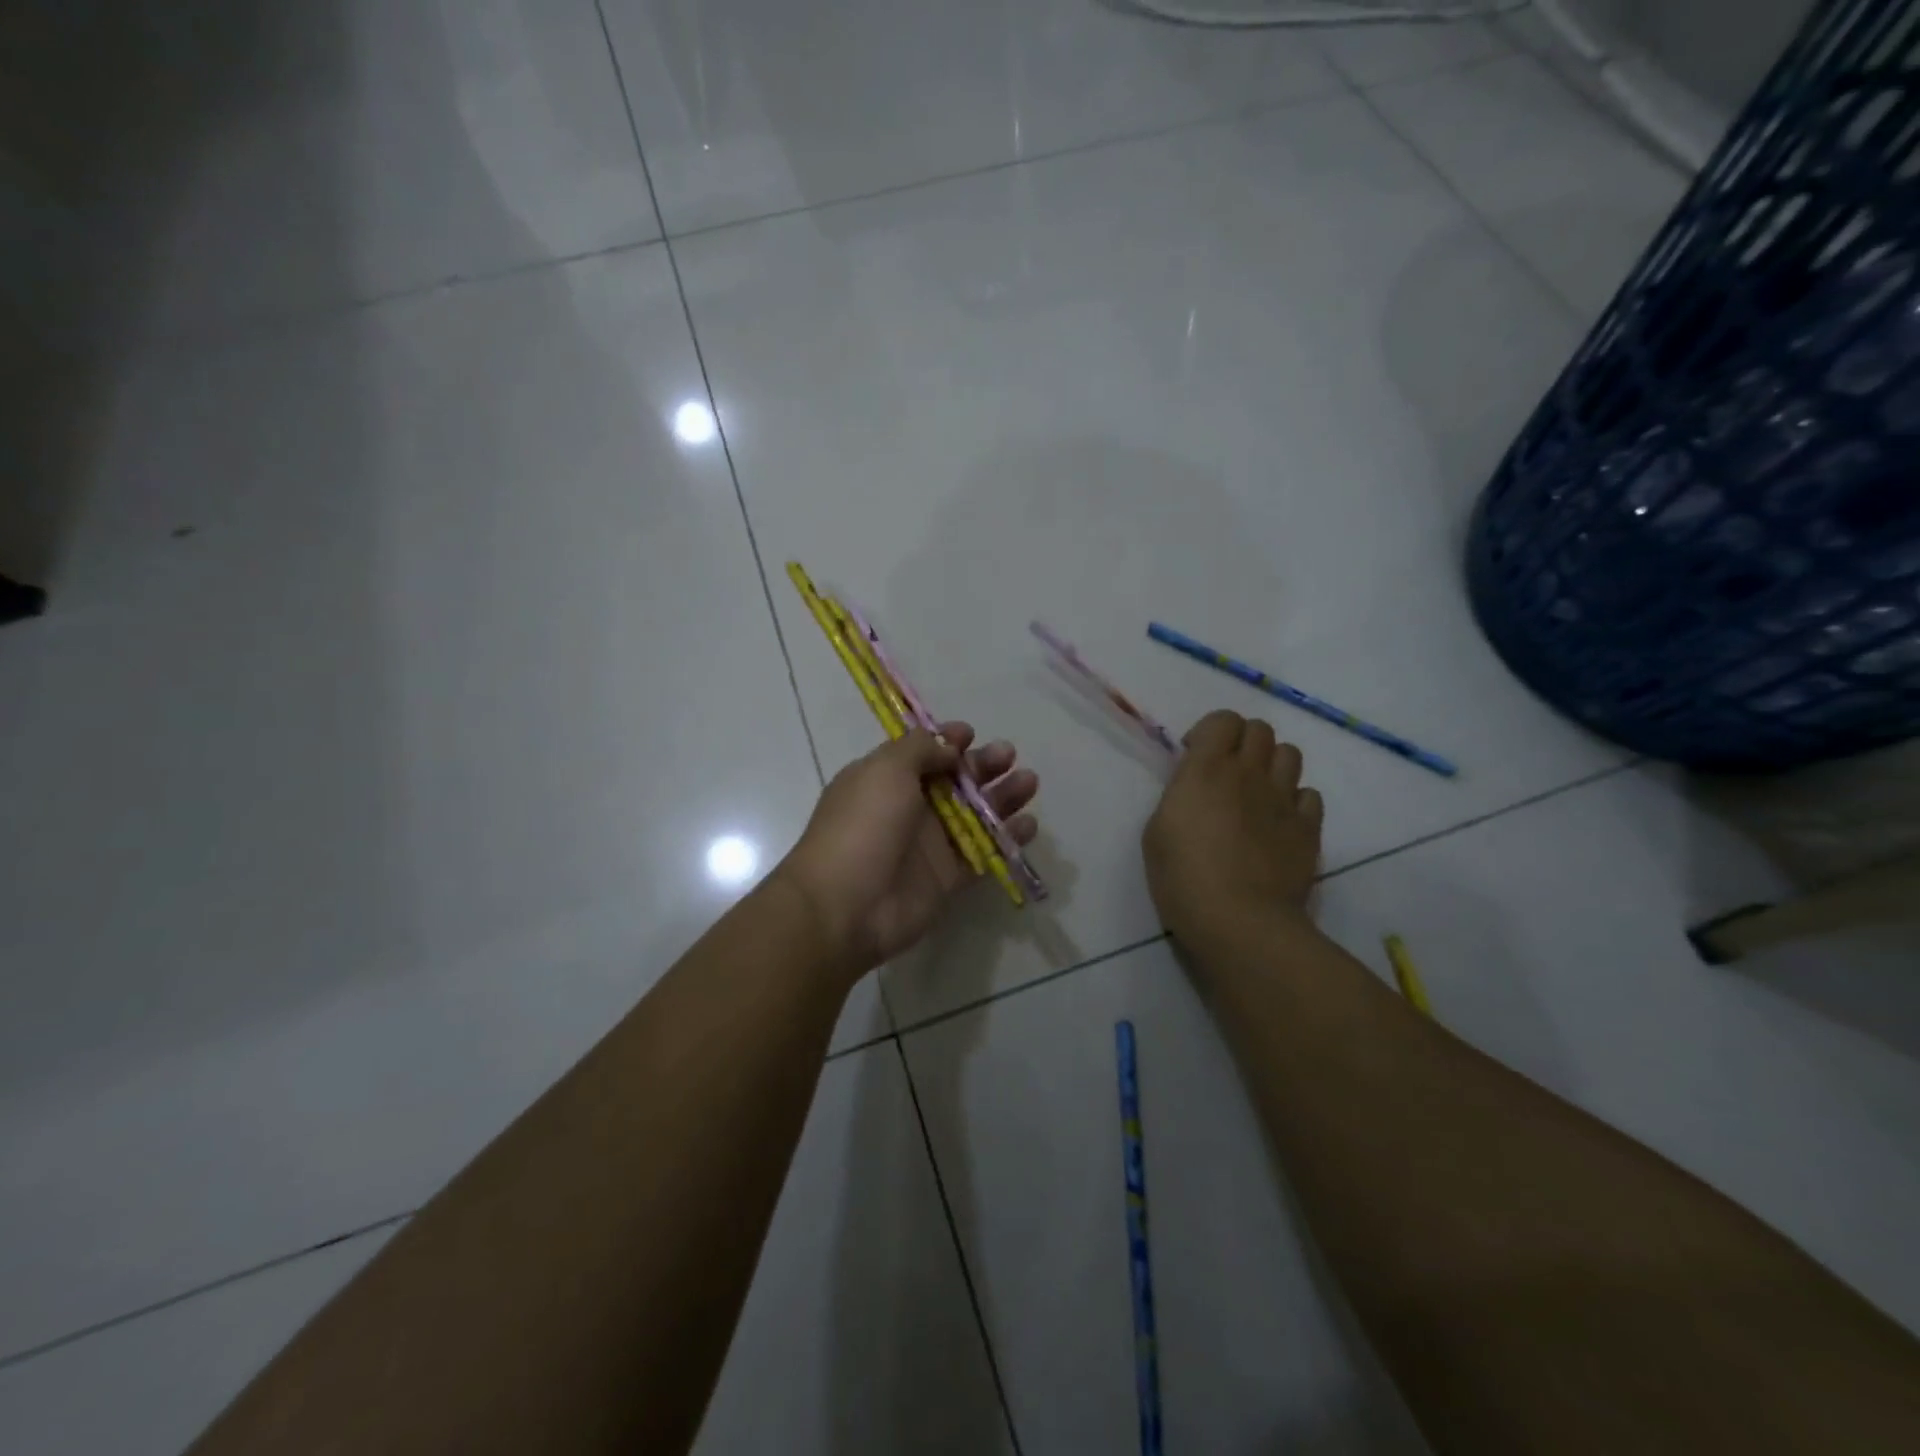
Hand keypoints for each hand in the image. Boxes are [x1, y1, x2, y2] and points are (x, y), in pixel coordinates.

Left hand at [774, 724, 1039, 982]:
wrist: (845, 906)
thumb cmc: (863, 826)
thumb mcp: (885, 770)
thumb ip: (919, 750)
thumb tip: (948, 747)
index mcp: (885, 779)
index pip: (921, 753)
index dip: (946, 741)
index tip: (971, 734)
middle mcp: (908, 808)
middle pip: (954, 781)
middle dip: (982, 765)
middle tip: (1009, 755)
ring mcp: (929, 845)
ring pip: (974, 815)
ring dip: (1002, 797)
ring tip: (1029, 782)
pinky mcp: (947, 878)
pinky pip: (983, 853)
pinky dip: (1007, 839)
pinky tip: (1029, 824)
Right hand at [1143, 710, 1322, 949]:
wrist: (1240, 921)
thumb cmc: (1183, 878)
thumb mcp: (1157, 831)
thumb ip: (1179, 797)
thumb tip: (1195, 789)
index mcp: (1206, 770)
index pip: (1223, 720)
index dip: (1210, 731)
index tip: (1195, 756)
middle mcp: (1249, 773)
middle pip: (1260, 730)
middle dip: (1242, 742)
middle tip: (1227, 772)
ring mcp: (1284, 799)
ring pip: (1290, 754)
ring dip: (1271, 764)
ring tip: (1257, 792)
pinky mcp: (1309, 828)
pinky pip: (1310, 795)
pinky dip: (1295, 800)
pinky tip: (1279, 822)